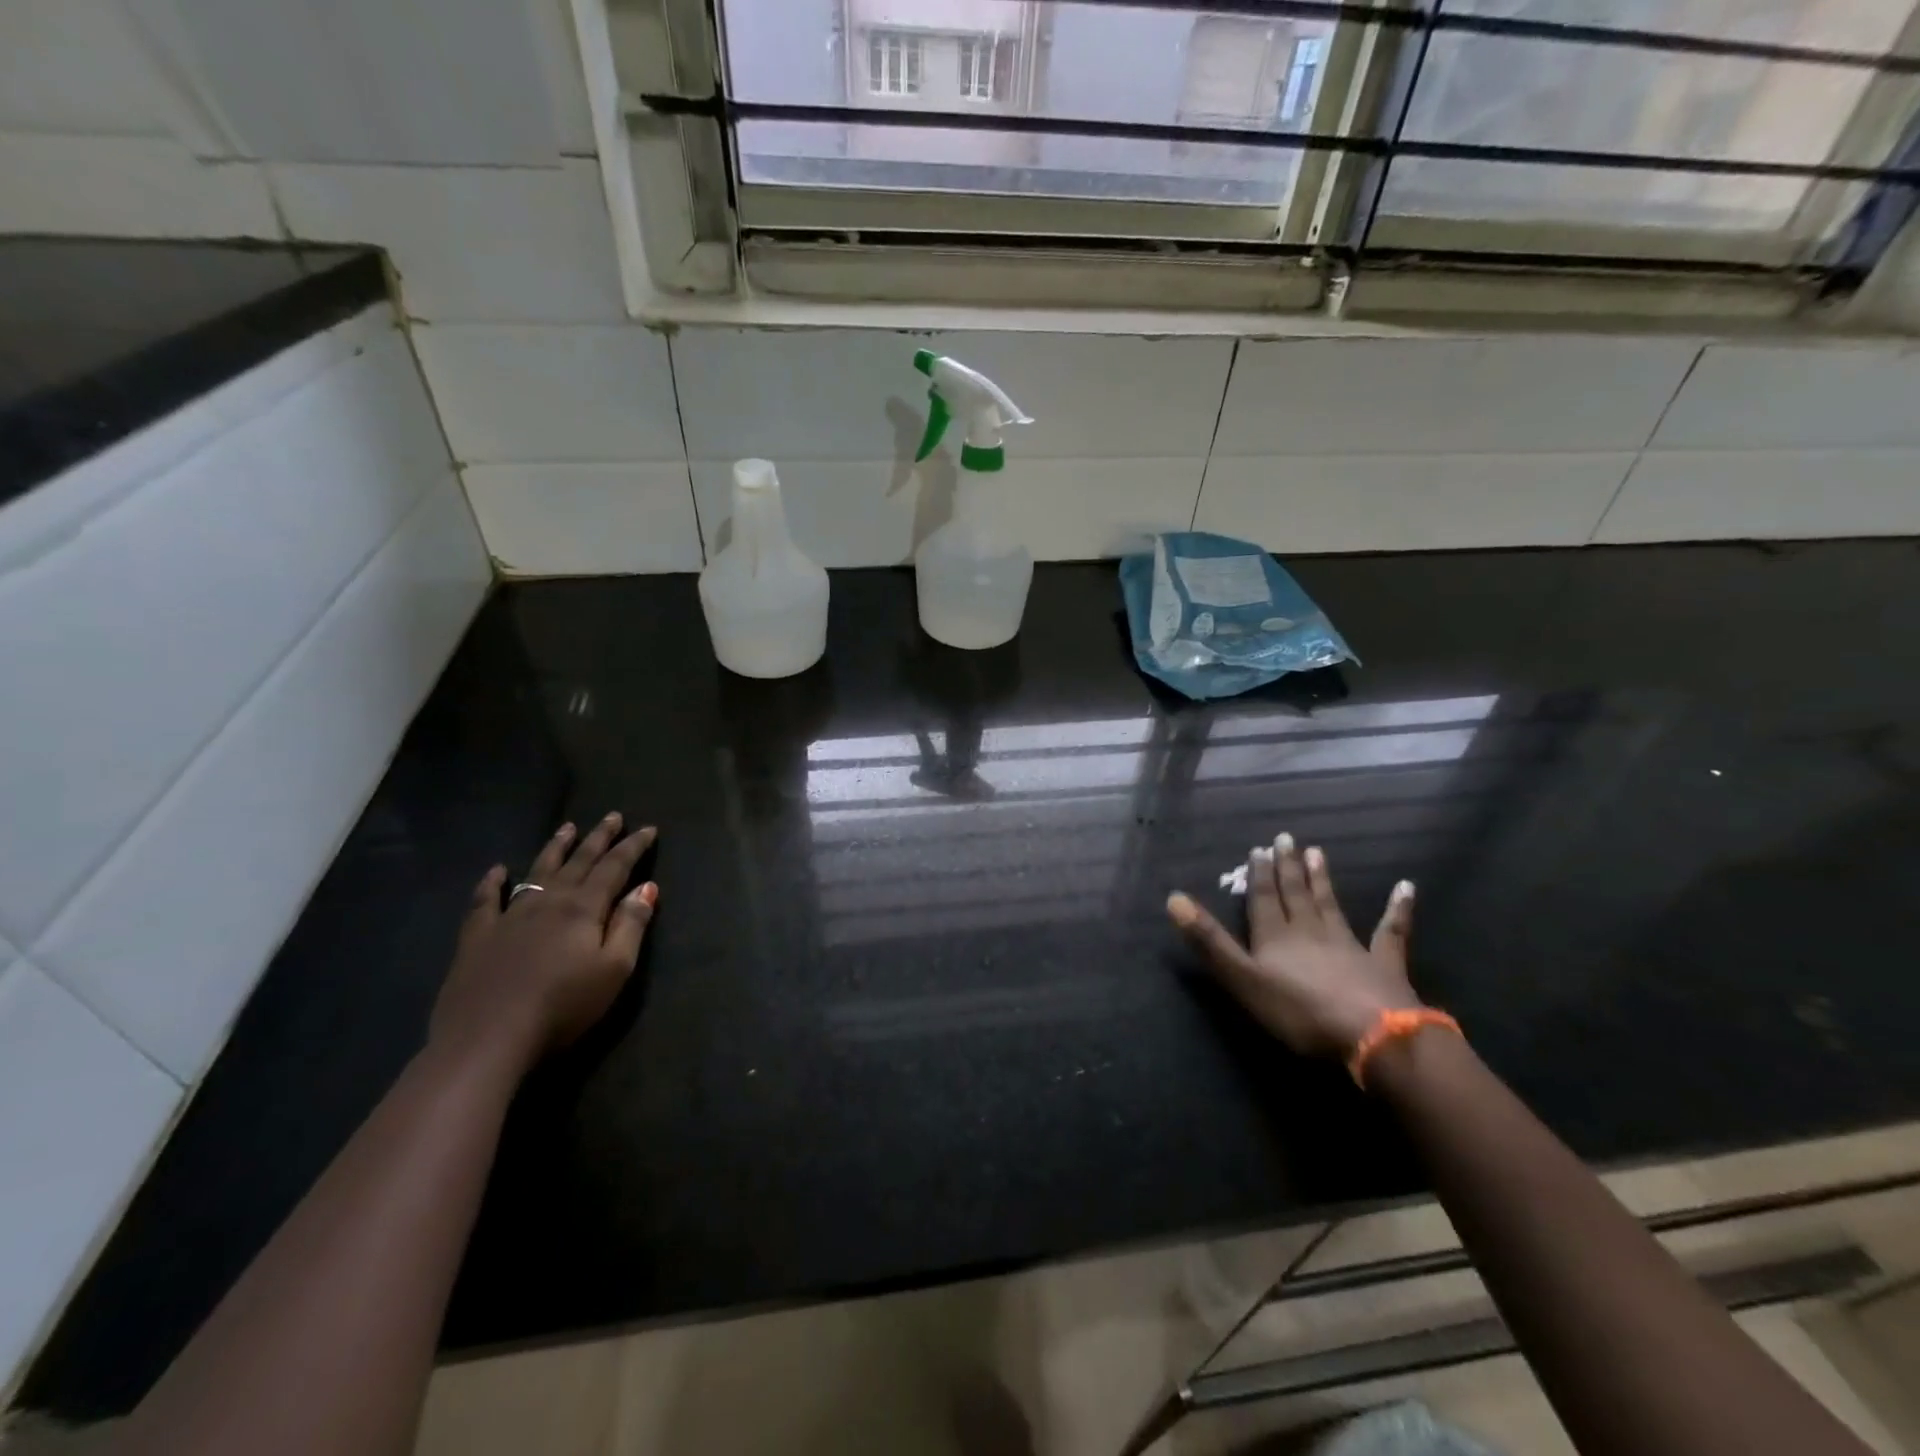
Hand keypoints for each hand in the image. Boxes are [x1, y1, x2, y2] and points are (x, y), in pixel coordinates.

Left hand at [431, 813, 658, 1073]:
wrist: (487, 1039)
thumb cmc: (563, 1006)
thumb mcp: (614, 970)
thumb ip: (631, 925)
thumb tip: (647, 887)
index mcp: (583, 908)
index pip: (614, 868)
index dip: (633, 847)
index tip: (648, 829)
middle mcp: (548, 902)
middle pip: (578, 862)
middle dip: (599, 838)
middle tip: (612, 816)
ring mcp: (509, 916)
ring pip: (537, 872)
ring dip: (555, 848)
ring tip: (567, 827)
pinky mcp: (478, 937)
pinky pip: (485, 900)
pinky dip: (492, 882)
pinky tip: (497, 870)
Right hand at [1167, 834, 1419, 1058]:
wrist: (1374, 1037)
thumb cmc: (1301, 1012)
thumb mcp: (1243, 979)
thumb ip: (1210, 942)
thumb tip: (1173, 899)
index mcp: (1276, 938)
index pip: (1264, 900)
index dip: (1259, 876)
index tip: (1258, 848)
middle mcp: (1310, 933)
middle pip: (1296, 895)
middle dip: (1287, 868)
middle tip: (1286, 839)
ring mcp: (1350, 946)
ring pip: (1331, 906)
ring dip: (1322, 880)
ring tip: (1318, 852)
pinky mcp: (1384, 966)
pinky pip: (1391, 932)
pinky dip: (1398, 910)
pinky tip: (1407, 888)